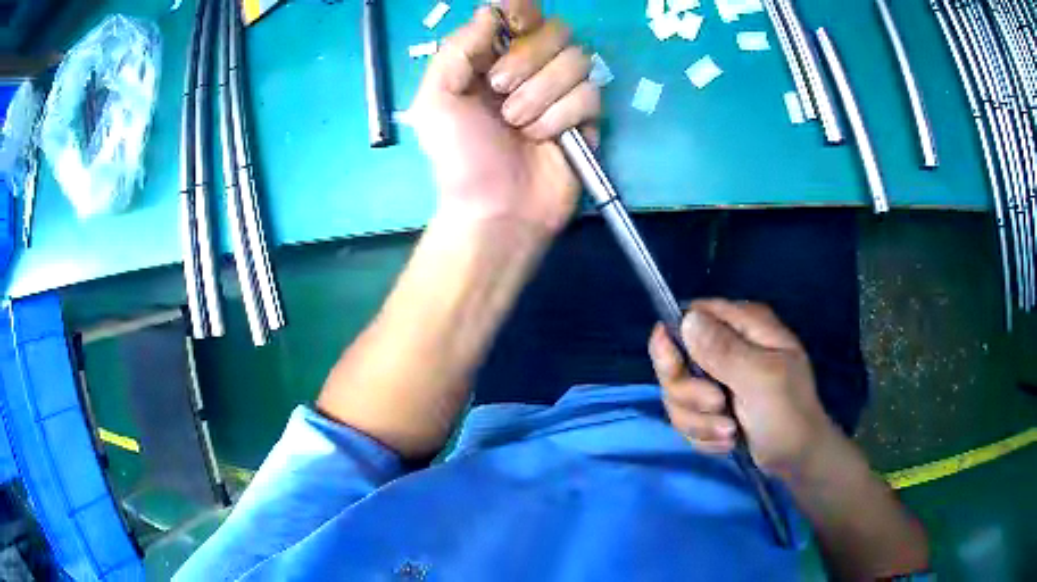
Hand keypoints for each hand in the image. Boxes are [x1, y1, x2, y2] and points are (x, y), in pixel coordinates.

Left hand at [408, 6, 599, 234]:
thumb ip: (457, 49)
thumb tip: (489, 12)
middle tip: (499, 92)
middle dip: (527, 60)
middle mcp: (529, 68)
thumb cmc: (459, 156)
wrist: (495, 210)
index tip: (513, 29)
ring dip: (542, 93)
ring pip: (577, 60)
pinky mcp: (585, 118)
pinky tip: (544, 139)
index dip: (521, 12)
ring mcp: (560, 92)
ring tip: (518, 126)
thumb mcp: (436, 100)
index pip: (519, 15)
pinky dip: (563, 116)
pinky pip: (590, 94)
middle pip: (556, 30)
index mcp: (492, 59)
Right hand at [648, 299, 837, 477]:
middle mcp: (729, 345)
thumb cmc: (788, 415)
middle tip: (717, 405)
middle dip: (689, 392)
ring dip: (698, 420)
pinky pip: (686, 416)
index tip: (677, 371)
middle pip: (675, 359)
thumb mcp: (760, 380)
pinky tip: (727, 440)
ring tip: (730, 431)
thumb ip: (723, 350)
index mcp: (745, 325)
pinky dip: (703, 433)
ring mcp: (719, 378)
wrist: (797, 459)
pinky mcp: (713, 407)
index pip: (691, 315)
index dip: (675, 341)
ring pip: (678, 394)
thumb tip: (687, 320)